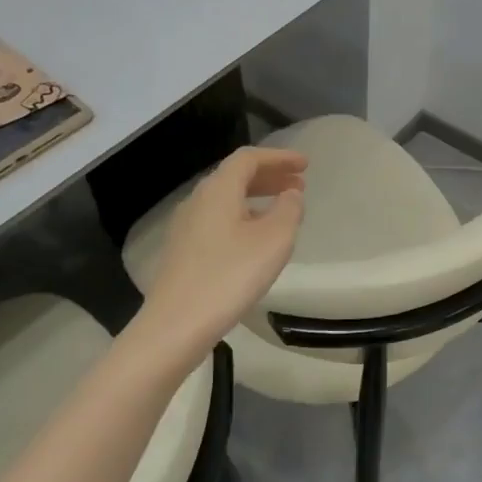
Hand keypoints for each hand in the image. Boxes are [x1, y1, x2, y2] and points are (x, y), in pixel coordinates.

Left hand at [139, 147, 306, 354]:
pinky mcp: (183, 250)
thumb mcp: (274, 241)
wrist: (176, 324)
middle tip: (299, 185)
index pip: (249, 158)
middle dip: (270, 176)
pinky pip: (218, 219)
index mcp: (218, 190)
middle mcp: (198, 200)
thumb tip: (291, 195)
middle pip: (235, 176)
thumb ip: (289, 210)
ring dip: (257, 197)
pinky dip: (243, 217)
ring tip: (283, 210)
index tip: (305, 165)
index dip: (279, 157)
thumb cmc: (230, 276)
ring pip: (226, 199)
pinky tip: (255, 239)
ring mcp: (186, 226)